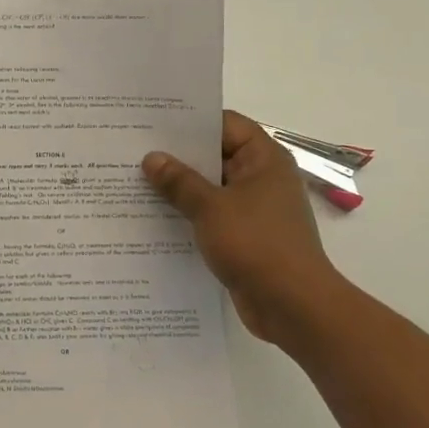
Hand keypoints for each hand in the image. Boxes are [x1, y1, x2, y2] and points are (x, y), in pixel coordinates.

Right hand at [142, 111, 349, 349]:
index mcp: (263, 159)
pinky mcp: (246, 235)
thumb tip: (152, 158)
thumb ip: (179, 181)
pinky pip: (212, 214)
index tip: (153, 120)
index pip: (225, 124)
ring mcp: (254, 208)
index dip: (191, 120)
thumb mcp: (211, 208)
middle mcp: (261, 178)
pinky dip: (188, 213)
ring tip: (136, 180)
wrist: (293, 306)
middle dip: (178, 155)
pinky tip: (154, 216)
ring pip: (211, 187)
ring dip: (180, 187)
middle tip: (134, 149)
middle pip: (215, 154)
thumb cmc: (257, 245)